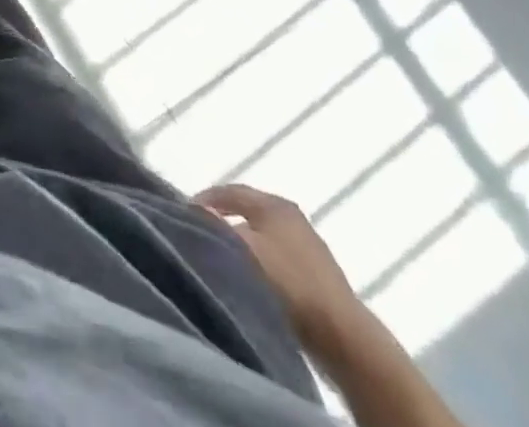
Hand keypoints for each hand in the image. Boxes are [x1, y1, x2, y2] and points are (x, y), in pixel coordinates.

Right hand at [194, 183, 368, 356]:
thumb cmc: (290, 283)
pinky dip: (259, 261)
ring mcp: (308, 247)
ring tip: (222, 257)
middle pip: (248, 210)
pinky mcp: (316, 275)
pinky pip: (276, 257)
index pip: (232, 190)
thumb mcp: (245, 249)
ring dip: (242, 242)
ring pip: (263, 235)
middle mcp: (293, 217)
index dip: (207, 198)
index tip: (185, 211)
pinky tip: (251, 278)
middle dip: (224, 218)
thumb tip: (197, 209)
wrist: (344, 337)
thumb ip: (218, 227)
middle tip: (201, 231)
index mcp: (275, 204)